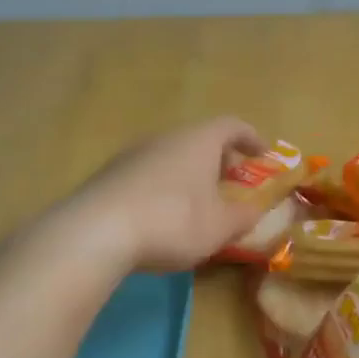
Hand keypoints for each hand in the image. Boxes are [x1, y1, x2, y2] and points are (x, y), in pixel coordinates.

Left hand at [58, 117, 270, 271]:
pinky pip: (147, 174)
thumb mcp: (220, 226)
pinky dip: (163, 187)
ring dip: (189, 174)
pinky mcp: (109, 175)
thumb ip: (244, 216)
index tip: (263, 155)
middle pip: (199, 139)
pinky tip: (161, 216)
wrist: (95, 232)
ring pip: (171, 156)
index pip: (232, 125)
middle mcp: (166, 138)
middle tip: (230, 182)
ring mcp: (133, 154)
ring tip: (196, 203)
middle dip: (219, 159)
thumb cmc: (172, 221)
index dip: (251, 138)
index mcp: (199, 140)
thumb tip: (256, 209)